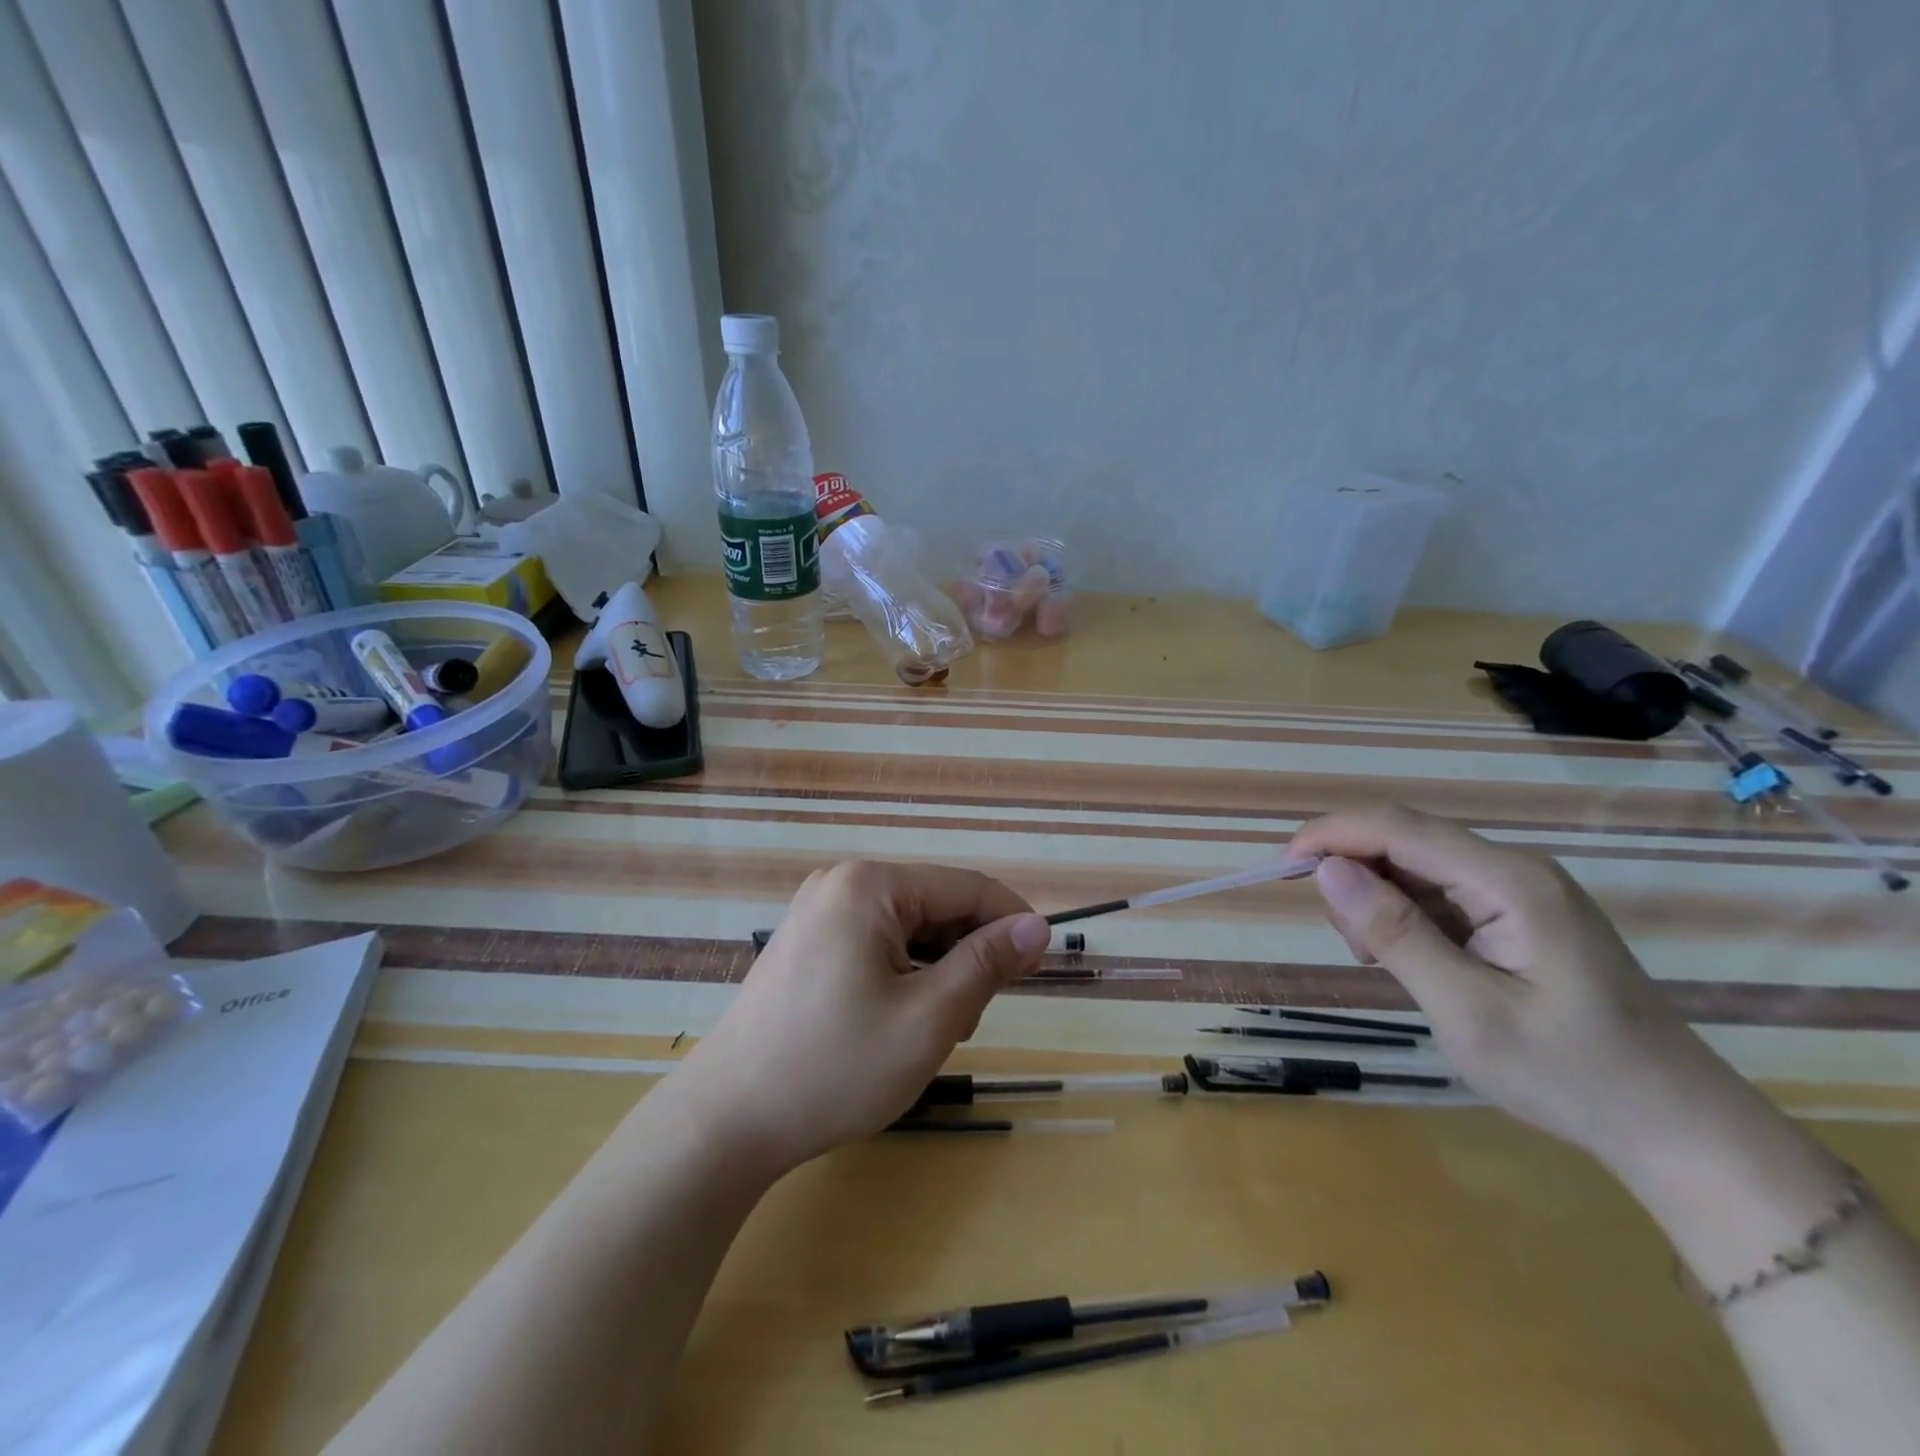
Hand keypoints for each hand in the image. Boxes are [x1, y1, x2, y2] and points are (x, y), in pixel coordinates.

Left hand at [669, 860, 1050, 1176]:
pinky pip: (875, 944)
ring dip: (936, 971)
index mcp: (869, 885)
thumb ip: (986, 963)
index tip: (1041, 967)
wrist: (726, 1121)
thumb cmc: (835, 1067)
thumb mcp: (928, 1017)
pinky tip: (899, 1022)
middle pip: (934, 906)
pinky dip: (902, 976)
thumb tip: (1037, 927)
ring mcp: (817, 913)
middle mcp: (841, 884)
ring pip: (907, 930)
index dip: (1011, 922)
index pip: (965, 887)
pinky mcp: (806, 943)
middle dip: (966, 956)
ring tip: (935, 1030)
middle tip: (973, 1019)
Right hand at [1287, 807, 1744, 1167]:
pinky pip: (1439, 893)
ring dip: (1377, 900)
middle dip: (1354, 874)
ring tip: (1379, 961)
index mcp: (1509, 882)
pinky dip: (1404, 917)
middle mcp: (1513, 869)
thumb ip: (1395, 934)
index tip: (1281, 866)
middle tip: (1350, 944)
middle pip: (1405, 840)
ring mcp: (1518, 890)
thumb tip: (1326, 869)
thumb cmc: (1570, 1074)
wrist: (1674, 1125)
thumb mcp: (1466, 1011)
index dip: (1332, 835)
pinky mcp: (1517, 913)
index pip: (1400, 829)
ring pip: (1416, 866)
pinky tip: (1409, 961)